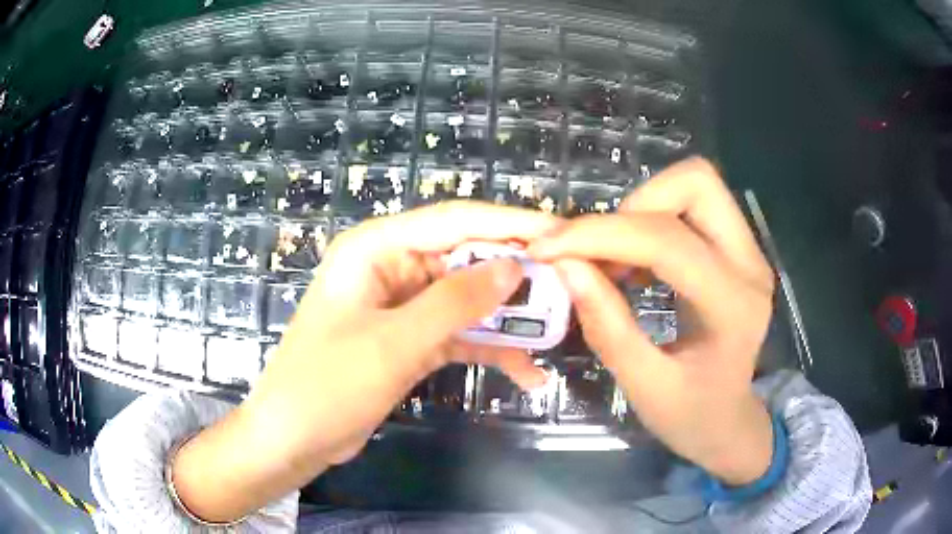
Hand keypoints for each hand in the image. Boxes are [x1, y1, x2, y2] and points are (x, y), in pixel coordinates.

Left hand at [173, 202, 556, 521]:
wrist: (294, 439)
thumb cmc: (328, 385)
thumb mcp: (395, 343)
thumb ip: (455, 303)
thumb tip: (515, 266)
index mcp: (375, 249)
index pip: (453, 222)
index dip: (509, 224)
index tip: (559, 234)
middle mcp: (390, 267)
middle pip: (465, 259)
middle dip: (515, 276)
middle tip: (568, 287)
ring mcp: (402, 306)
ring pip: (467, 299)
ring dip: (508, 318)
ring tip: (557, 332)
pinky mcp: (409, 340)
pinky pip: (458, 334)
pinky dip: (490, 350)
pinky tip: (526, 373)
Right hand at [528, 157, 775, 484]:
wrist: (729, 422)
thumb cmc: (691, 416)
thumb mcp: (644, 386)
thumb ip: (607, 327)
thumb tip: (566, 267)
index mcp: (734, 307)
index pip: (668, 242)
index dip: (601, 236)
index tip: (548, 248)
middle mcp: (750, 264)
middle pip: (696, 183)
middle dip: (634, 205)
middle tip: (600, 251)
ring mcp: (749, 251)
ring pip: (695, 185)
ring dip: (642, 209)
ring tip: (613, 258)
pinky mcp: (737, 249)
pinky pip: (692, 206)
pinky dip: (652, 220)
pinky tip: (632, 263)